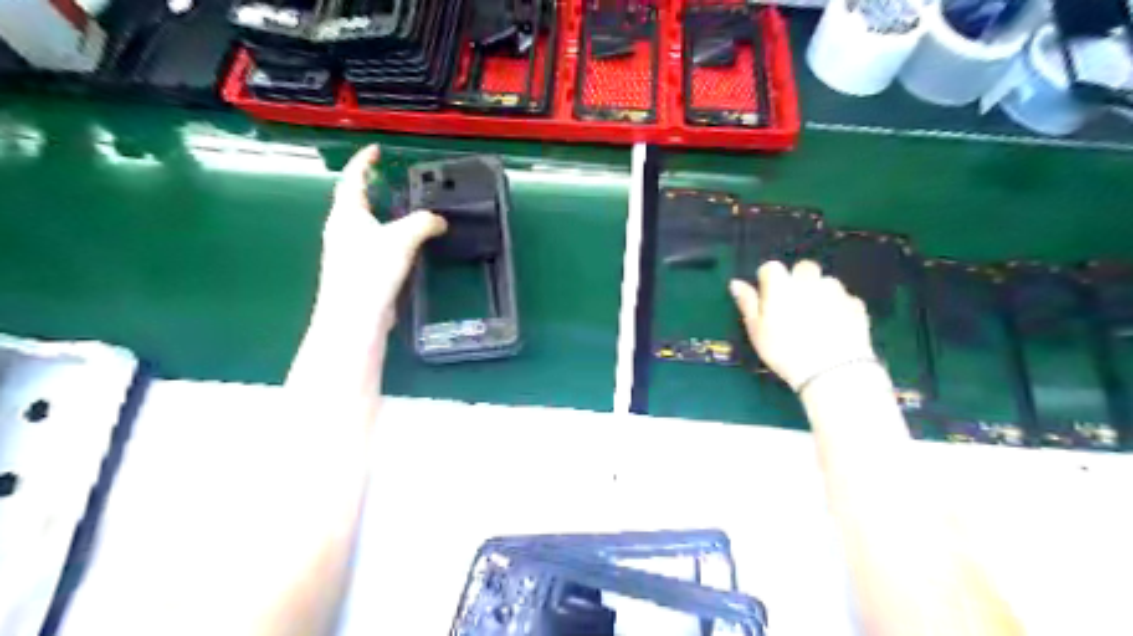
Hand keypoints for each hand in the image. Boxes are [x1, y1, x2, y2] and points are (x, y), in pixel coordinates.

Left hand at [318, 142, 445, 325]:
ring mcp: (347, 252)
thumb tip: (439, 220)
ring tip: (403, 211)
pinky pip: (372, 244)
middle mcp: (341, 229)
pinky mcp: (357, 271)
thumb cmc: (371, 270)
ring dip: (380, 214)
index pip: (353, 178)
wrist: (354, 317)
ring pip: (364, 224)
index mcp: (346, 214)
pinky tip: (403, 245)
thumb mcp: (402, 239)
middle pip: (355, 200)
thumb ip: (423, 224)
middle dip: (372, 188)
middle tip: (393, 181)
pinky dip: (387, 236)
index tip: (375, 150)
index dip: (363, 161)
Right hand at [730, 261, 880, 389]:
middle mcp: (808, 280)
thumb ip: (747, 303)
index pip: (770, 268)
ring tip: (816, 318)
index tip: (767, 299)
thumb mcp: (757, 330)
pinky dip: (838, 307)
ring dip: (819, 292)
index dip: (768, 281)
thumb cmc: (784, 350)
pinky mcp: (856, 304)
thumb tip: (736, 283)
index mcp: (781, 284)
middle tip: (793, 306)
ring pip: (825, 282)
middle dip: (798, 281)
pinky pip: (844, 299)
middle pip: (802, 268)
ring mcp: (835, 291)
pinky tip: (834, 327)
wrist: (831, 369)